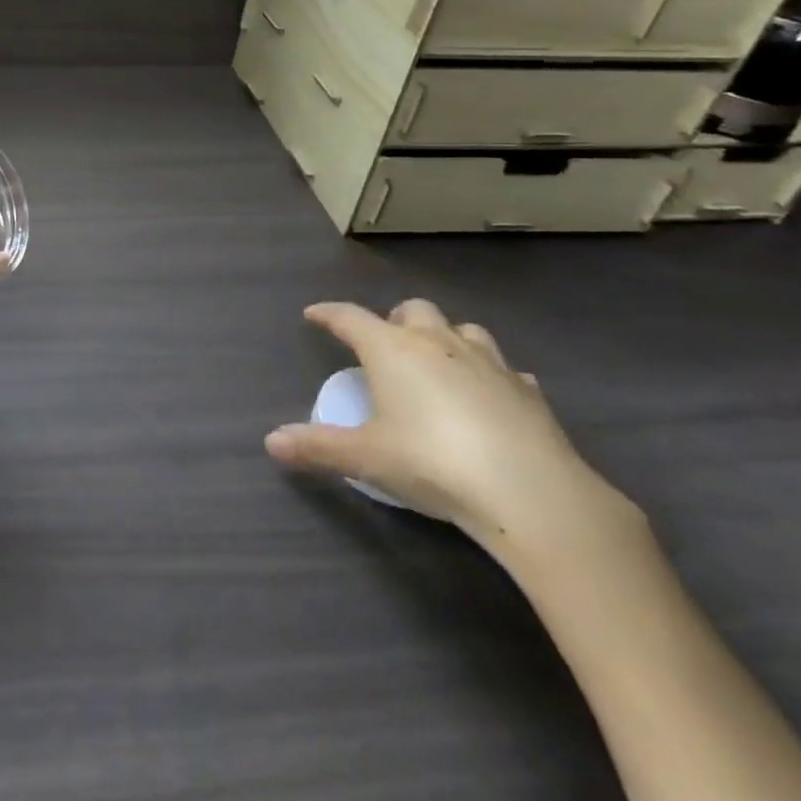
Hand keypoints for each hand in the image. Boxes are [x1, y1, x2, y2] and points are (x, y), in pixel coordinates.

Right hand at [265, 300, 629, 554]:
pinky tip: (489, 397)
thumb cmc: (432, 462)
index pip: (349, 317)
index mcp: (391, 349)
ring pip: (463, 329)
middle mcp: (437, 342)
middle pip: (412, 309)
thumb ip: (317, 447)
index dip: (328, 314)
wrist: (529, 491)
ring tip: (438, 363)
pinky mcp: (527, 390)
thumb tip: (271, 442)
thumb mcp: (366, 457)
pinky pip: (505, 369)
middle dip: (395, 319)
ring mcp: (488, 361)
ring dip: (446, 337)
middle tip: (385, 345)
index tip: (313, 314)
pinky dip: (490, 375)